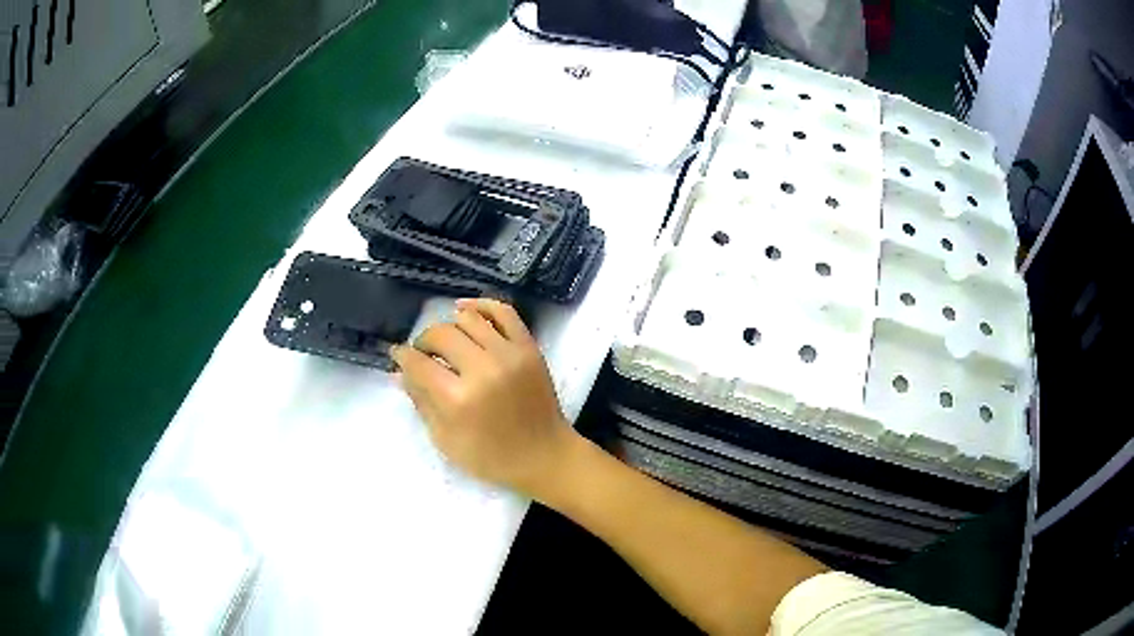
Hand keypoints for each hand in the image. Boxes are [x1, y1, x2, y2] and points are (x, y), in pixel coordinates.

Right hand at [391, 299, 577, 497]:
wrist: (545, 456)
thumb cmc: (491, 457)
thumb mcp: (445, 439)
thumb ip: (421, 402)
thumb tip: (400, 372)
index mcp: (458, 399)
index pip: (419, 363)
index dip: (402, 356)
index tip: (398, 355)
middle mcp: (483, 369)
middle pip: (441, 335)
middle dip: (423, 341)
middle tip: (423, 354)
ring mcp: (509, 354)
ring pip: (468, 318)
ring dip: (449, 326)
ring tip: (446, 341)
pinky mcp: (529, 347)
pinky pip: (503, 312)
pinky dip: (481, 304)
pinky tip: (465, 310)